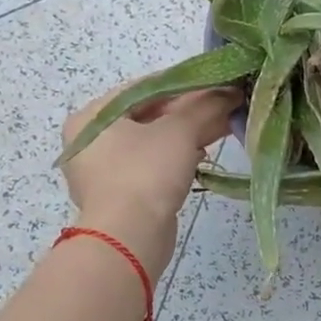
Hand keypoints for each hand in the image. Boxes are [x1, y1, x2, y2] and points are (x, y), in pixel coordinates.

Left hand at [60, 85, 238, 279]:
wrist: (130, 237)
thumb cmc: (146, 173)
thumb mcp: (180, 131)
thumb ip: (206, 106)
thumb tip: (230, 91)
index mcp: (93, 116)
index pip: (144, 88)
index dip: (184, 83)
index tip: (215, 83)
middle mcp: (90, 141)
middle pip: (148, 115)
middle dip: (189, 111)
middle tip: (223, 106)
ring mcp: (102, 171)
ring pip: (152, 142)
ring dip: (186, 134)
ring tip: (220, 128)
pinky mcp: (119, 195)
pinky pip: (150, 166)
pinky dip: (175, 158)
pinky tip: (202, 156)